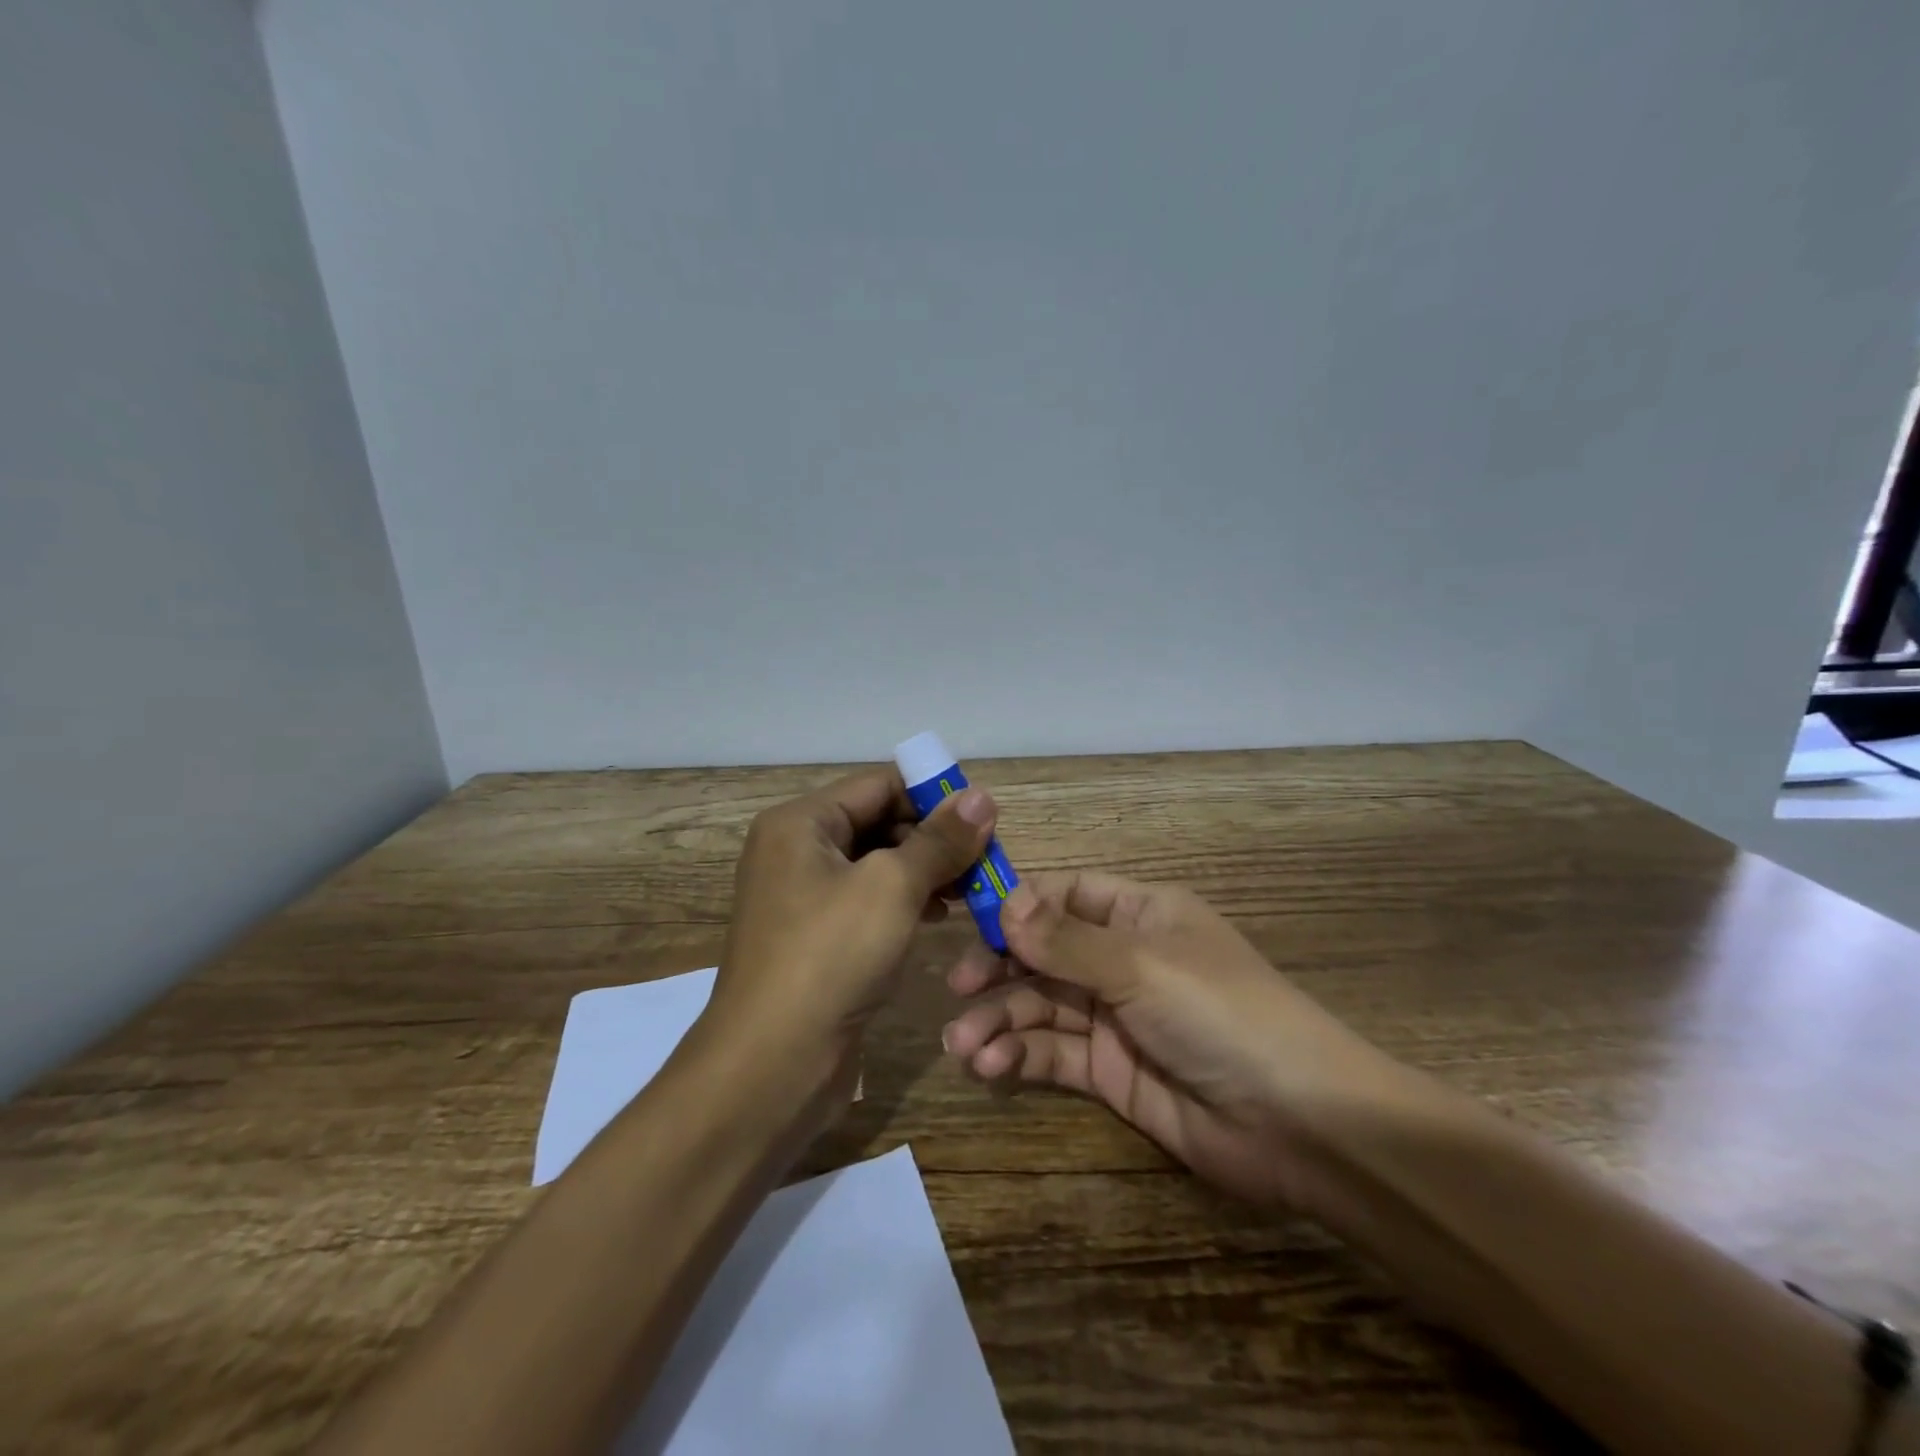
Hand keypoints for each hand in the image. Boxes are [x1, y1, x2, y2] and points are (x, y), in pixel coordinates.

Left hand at [709, 765, 995, 1085]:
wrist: (770, 1066)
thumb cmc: (829, 958)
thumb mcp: (892, 888)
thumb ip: (940, 840)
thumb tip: (982, 796)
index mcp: (800, 823)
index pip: (878, 785)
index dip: (933, 795)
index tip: (985, 817)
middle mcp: (795, 851)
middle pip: (877, 822)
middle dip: (932, 837)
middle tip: (985, 859)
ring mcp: (802, 898)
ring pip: (876, 864)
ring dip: (924, 870)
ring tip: (972, 888)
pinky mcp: (815, 938)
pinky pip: (867, 901)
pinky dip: (905, 901)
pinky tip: (939, 916)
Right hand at [941, 871, 1398, 1213]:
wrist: (1300, 1125)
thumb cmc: (1221, 1014)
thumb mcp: (1141, 966)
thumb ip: (1066, 941)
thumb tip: (1002, 905)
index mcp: (1141, 914)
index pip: (1066, 893)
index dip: (1019, 903)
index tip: (968, 918)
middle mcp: (1124, 958)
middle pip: (1045, 951)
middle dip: (999, 968)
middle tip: (956, 989)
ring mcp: (1116, 1017)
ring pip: (1042, 1005)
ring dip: (1000, 1019)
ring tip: (963, 1045)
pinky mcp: (1111, 1072)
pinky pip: (1055, 1054)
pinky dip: (1020, 1056)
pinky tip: (991, 1067)